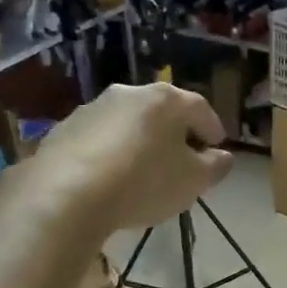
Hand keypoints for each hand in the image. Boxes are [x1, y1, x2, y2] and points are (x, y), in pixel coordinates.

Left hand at [26, 83, 233, 231]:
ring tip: (143, 171)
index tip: (217, 149)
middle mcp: (129, 93)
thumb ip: (215, 167)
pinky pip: (99, 140)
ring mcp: (93, 108)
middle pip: (162, 112)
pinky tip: (110, 178)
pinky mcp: (64, 129)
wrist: (66, 194)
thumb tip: (223, 156)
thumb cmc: (144, 182)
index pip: (201, 109)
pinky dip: (110, 153)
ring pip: (128, 123)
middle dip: (175, 134)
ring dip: (140, 142)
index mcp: (166, 99)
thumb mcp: (193, 181)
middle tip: (182, 160)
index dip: (213, 130)